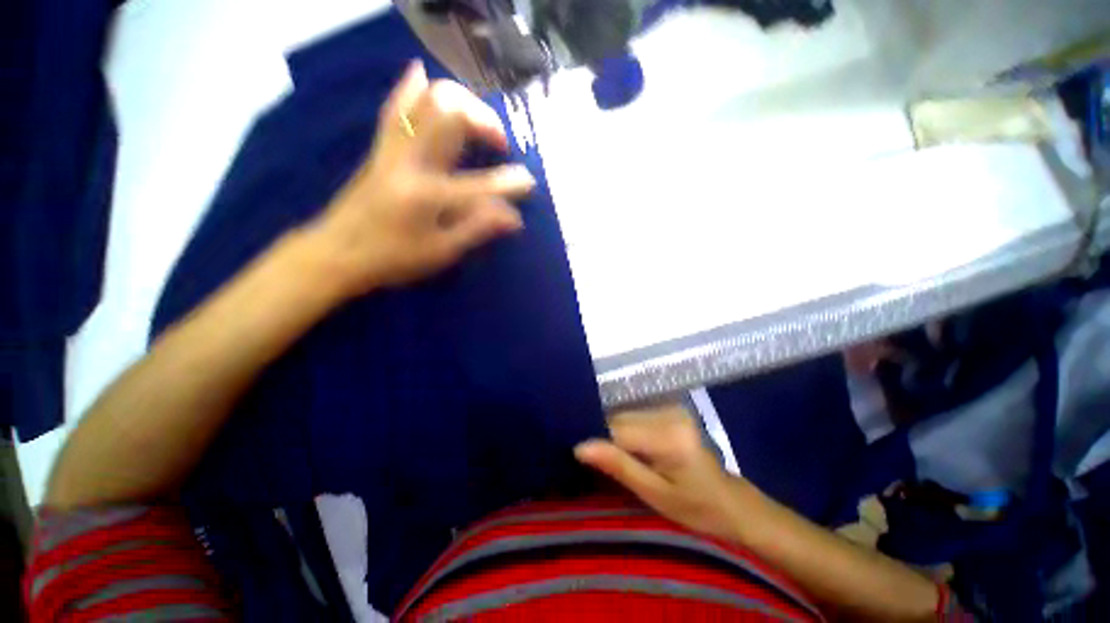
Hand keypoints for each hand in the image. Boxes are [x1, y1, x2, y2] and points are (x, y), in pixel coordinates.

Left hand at [306, 60, 535, 295]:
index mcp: (429, 196)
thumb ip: (477, 230)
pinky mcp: (380, 149)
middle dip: (484, 121)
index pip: (481, 185)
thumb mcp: (441, 252)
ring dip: (459, 102)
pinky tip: (420, 73)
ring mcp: (393, 151)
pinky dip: (410, 89)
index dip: (510, 183)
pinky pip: (395, 109)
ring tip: (477, 118)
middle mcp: (412, 163)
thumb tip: (513, 218)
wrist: (337, 253)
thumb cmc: (393, 259)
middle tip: (500, 142)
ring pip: (424, 104)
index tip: (529, 183)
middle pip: (450, 117)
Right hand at [575, 404, 750, 540]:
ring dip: (617, 435)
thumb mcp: (654, 495)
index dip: (598, 443)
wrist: (730, 501)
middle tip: (604, 465)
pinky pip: (636, 415)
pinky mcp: (670, 408)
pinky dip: (628, 430)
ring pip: (625, 416)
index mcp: (669, 437)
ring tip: (621, 459)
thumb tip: (580, 447)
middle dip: (608, 439)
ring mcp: (671, 407)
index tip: (584, 459)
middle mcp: (669, 413)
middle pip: (620, 419)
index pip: (617, 430)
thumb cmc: (696, 508)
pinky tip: (633, 448)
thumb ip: (618, 466)